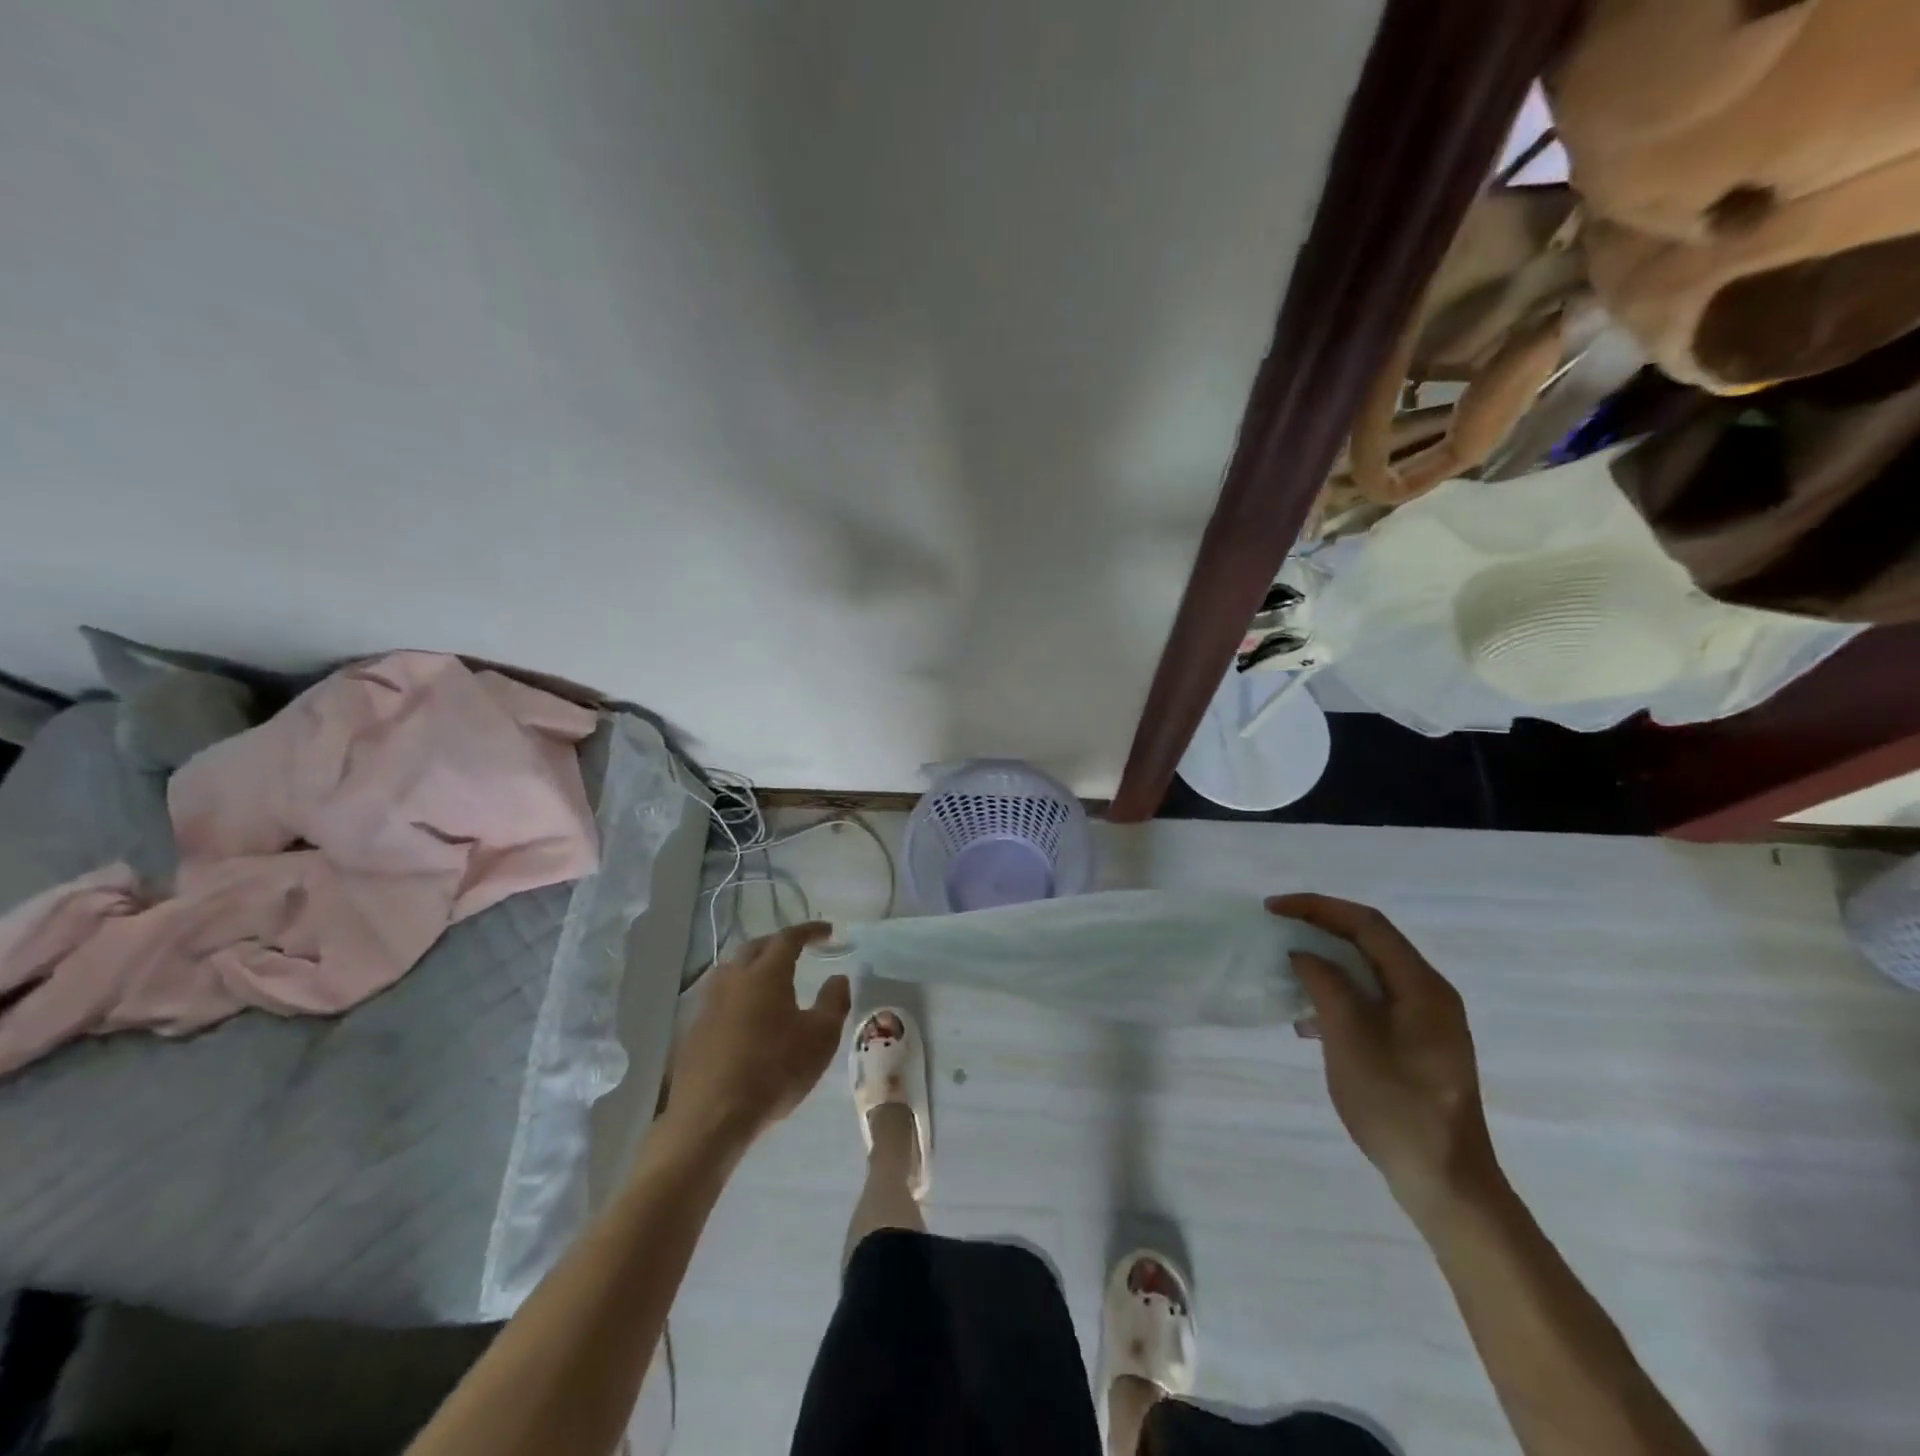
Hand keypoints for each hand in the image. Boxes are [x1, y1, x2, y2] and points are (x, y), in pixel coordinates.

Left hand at [664, 923, 851, 1149]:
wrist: (712, 1116)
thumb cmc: (775, 1070)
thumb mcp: (821, 1038)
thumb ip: (834, 1002)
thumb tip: (838, 977)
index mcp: (766, 973)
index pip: (788, 938)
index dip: (809, 931)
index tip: (827, 931)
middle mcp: (734, 979)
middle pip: (755, 947)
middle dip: (778, 943)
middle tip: (798, 950)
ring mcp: (709, 1004)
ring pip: (732, 970)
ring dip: (753, 966)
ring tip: (770, 978)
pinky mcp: (694, 1030)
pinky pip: (719, 997)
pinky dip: (737, 993)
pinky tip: (745, 1013)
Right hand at [1271, 893, 1501, 1224]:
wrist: (1446, 1183)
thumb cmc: (1396, 1106)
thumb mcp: (1350, 1039)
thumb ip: (1325, 985)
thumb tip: (1303, 953)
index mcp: (1422, 986)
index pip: (1367, 924)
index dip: (1317, 907)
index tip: (1273, 909)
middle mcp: (1429, 994)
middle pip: (1370, 942)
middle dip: (1320, 929)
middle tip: (1276, 930)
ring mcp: (1425, 1022)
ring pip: (1368, 972)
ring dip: (1326, 963)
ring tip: (1284, 970)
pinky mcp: (1415, 1045)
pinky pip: (1371, 1001)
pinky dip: (1336, 996)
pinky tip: (1307, 1020)